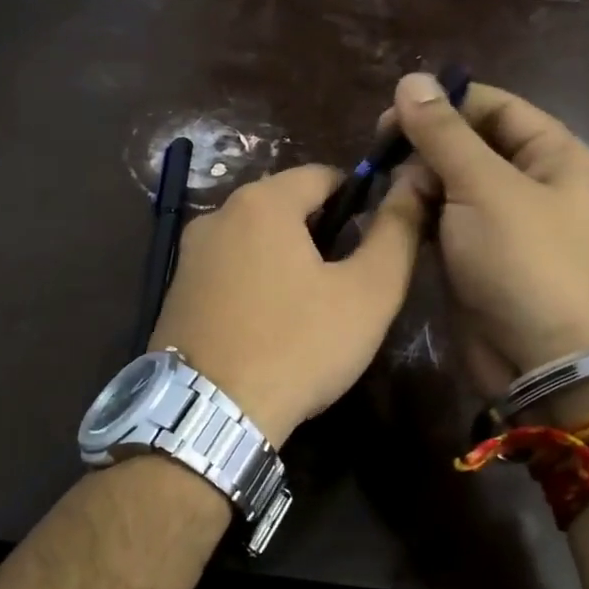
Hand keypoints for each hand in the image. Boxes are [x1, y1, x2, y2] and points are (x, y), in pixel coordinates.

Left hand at [150, 164, 425, 442]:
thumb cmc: (298, 346)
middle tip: (347, 282)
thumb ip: (396, 233)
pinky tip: (270, 324)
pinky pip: (229, 269)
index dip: (358, 199)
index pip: (322, 175)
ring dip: (287, 259)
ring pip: (255, 240)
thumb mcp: (368, 293)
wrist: (209, 413)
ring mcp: (189, 254)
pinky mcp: (176, 291)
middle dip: (321, 233)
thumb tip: (412, 186)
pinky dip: (255, 282)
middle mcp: (217, 215)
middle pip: (285, 206)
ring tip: (311, 308)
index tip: (376, 238)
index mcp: (262, 202)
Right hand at [390, 72, 588, 390]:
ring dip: (418, 183)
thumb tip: (411, 80)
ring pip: (452, 184)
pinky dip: (420, 215)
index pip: (495, 107)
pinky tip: (393, 216)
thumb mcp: (484, 188)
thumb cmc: (524, 263)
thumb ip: (444, 134)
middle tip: (379, 157)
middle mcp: (534, 184)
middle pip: (471, 144)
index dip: (444, 104)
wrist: (543, 363)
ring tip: (386, 193)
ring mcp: (506, 224)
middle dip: (425, 148)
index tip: (390, 114)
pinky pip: (446, 221)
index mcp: (555, 156)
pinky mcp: (480, 257)